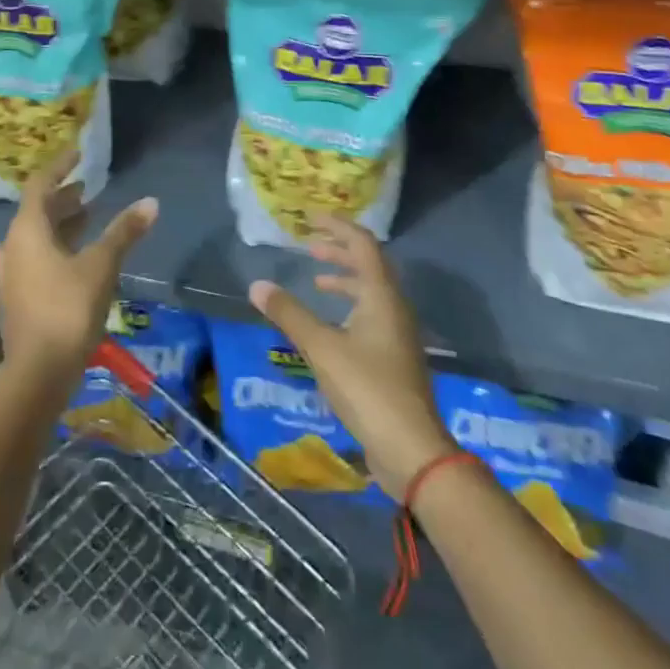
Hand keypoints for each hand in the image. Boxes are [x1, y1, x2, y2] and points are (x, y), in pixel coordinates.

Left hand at [0, 150, 157, 389]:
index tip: (78, 153)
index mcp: (27, 230)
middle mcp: (12, 246)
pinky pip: (36, 256)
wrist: (37, 373)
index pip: (40, 184)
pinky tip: (79, 257)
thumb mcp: (101, 266)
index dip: (60, 166)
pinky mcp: (17, 297)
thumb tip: (151, 203)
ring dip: (61, 223)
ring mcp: (11, 274)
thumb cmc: (68, 309)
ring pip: (36, 236)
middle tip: (89, 188)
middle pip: (37, 211)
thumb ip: (124, 232)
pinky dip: (57, 246)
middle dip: (64, 198)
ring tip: (89, 217)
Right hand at [249, 215, 456, 495]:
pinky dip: (350, 306)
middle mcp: (394, 307)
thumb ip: (290, 314)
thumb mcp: (322, 348)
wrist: (412, 449)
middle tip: (310, 246)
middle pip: (369, 265)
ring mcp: (398, 334)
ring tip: (317, 280)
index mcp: (381, 295)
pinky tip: (331, 325)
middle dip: (340, 251)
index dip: (338, 227)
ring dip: (345, 279)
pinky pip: (371, 315)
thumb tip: (257, 285)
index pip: (362, 244)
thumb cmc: (367, 388)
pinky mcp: (394, 358)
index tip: (312, 219)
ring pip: (371, 292)